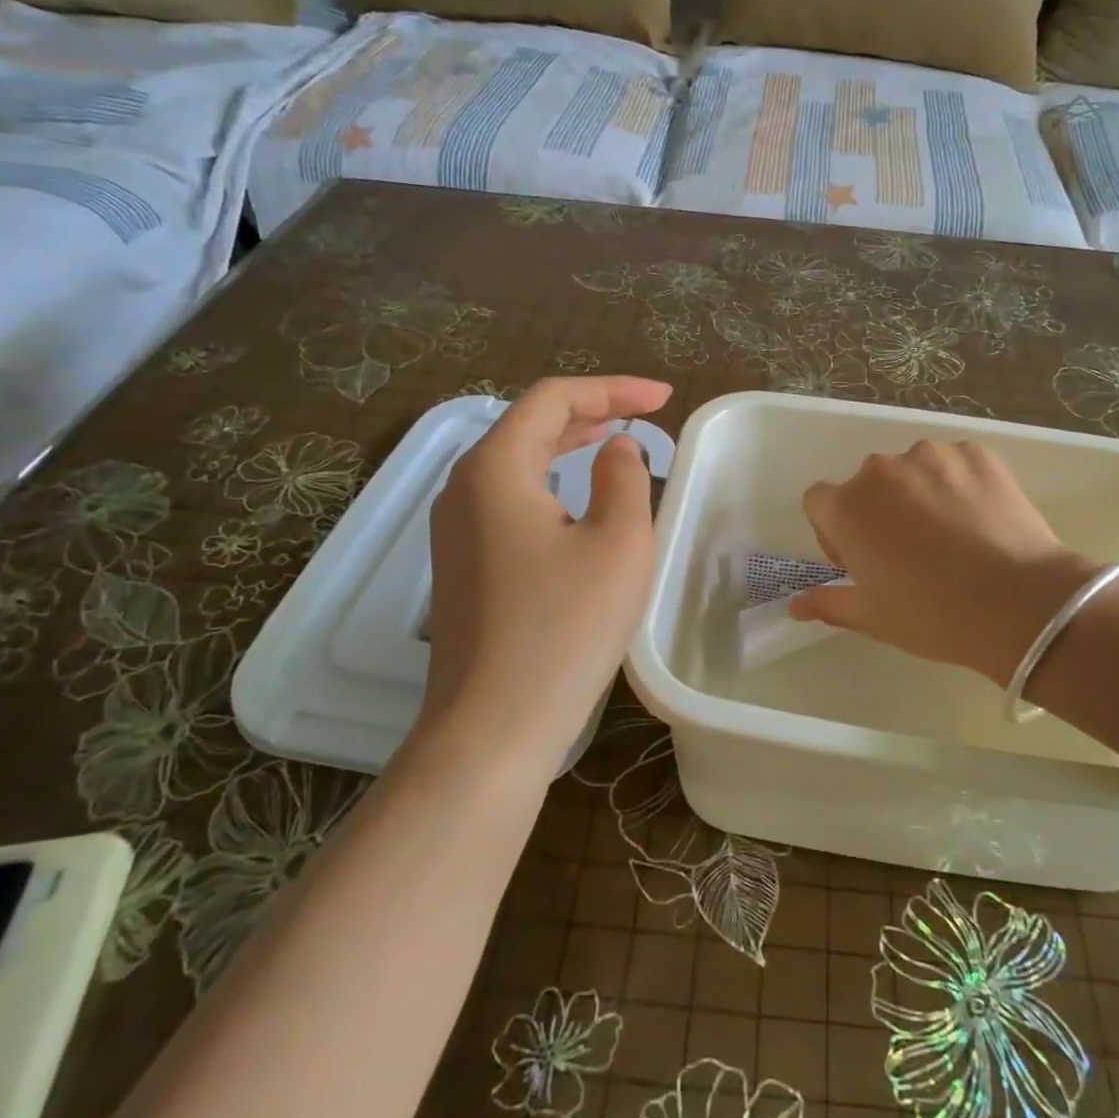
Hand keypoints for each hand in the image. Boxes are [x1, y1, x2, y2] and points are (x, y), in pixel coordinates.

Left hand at [419, 376, 672, 776]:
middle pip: (529, 425)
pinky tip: (577, 499)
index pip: (553, 399)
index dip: (612, 388)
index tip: (663, 398)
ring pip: (516, 462)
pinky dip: (550, 482)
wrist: (492, 728)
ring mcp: (455, 530)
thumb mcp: (618, 544)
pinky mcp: (463, 565)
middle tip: (644, 413)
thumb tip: (616, 450)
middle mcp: (463, 488)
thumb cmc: (564, 630)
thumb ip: (624, 478)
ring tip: (614, 441)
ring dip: (568, 445)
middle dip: (590, 411)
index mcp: (495, 469)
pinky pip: (509, 499)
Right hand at [791, 440, 1095, 685]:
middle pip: (866, 483)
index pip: (819, 500)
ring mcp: (931, 455)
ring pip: (911, 470)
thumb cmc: (933, 615)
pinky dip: (957, 484)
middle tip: (908, 552)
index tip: (860, 559)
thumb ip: (828, 603)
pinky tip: (979, 519)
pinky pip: (953, 463)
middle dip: (878, 510)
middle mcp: (881, 470)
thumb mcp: (873, 617)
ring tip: (950, 534)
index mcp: (847, 507)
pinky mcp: (975, 452)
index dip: (834, 530)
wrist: (1020, 603)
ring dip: (917, 494)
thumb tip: (794, 606)